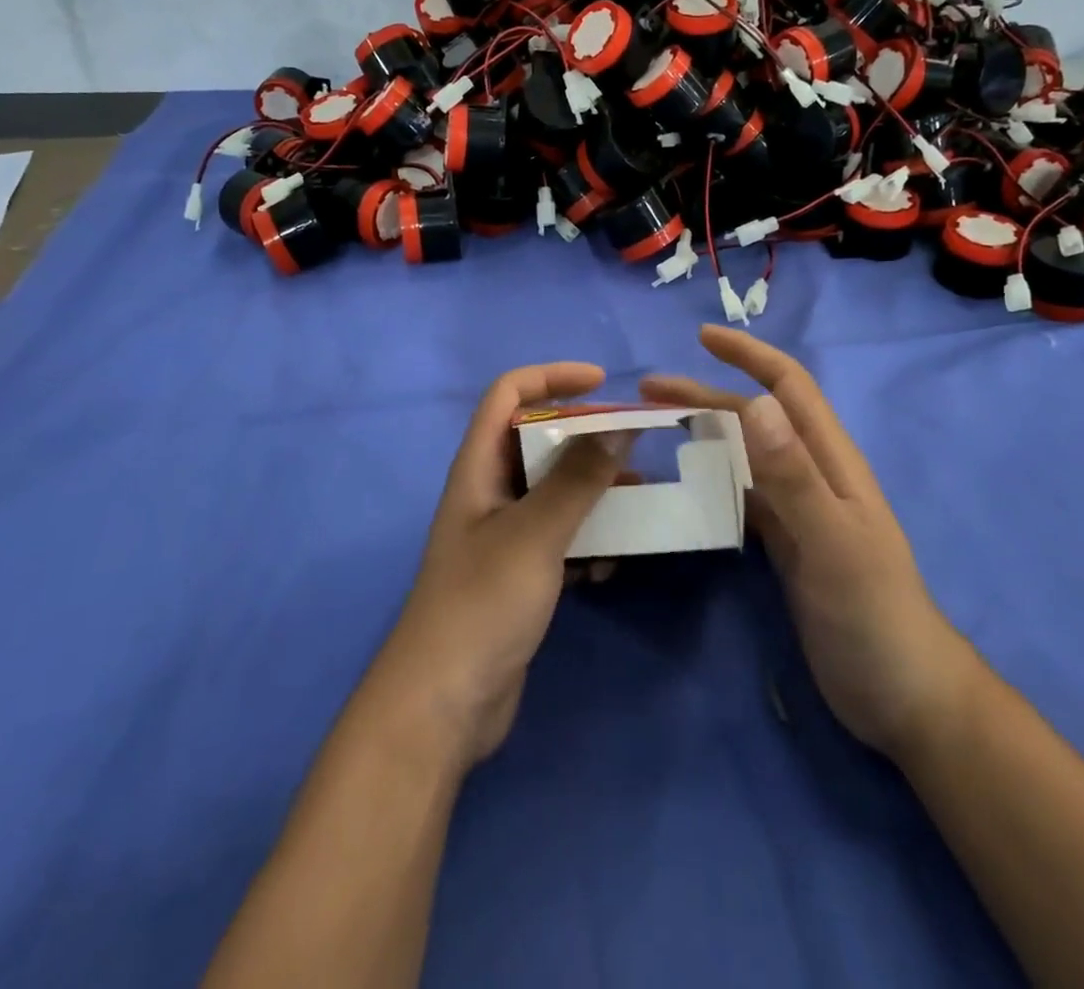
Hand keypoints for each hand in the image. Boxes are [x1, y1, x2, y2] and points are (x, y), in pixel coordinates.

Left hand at [370, 361, 626, 769]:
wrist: (443, 705)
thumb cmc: (482, 602)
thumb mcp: (535, 533)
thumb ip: (577, 479)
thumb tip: (618, 430)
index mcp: (478, 467)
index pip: (508, 395)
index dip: (551, 377)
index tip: (602, 383)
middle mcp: (489, 492)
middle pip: (538, 442)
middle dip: (587, 440)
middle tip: (634, 450)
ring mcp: (503, 536)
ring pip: (555, 493)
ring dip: (595, 494)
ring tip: (640, 505)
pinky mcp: (518, 575)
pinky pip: (560, 538)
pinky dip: (587, 542)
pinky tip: (609, 567)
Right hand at [643, 325, 973, 758]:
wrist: (903, 695)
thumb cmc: (872, 612)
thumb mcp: (833, 541)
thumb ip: (794, 475)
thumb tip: (753, 404)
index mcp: (829, 460)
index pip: (788, 387)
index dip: (748, 355)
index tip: (701, 336)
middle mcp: (812, 474)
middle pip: (754, 417)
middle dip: (704, 394)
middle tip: (648, 392)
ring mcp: (798, 510)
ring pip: (743, 455)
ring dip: (702, 434)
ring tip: (655, 431)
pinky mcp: (785, 544)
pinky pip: (740, 496)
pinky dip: (709, 480)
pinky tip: (681, 486)